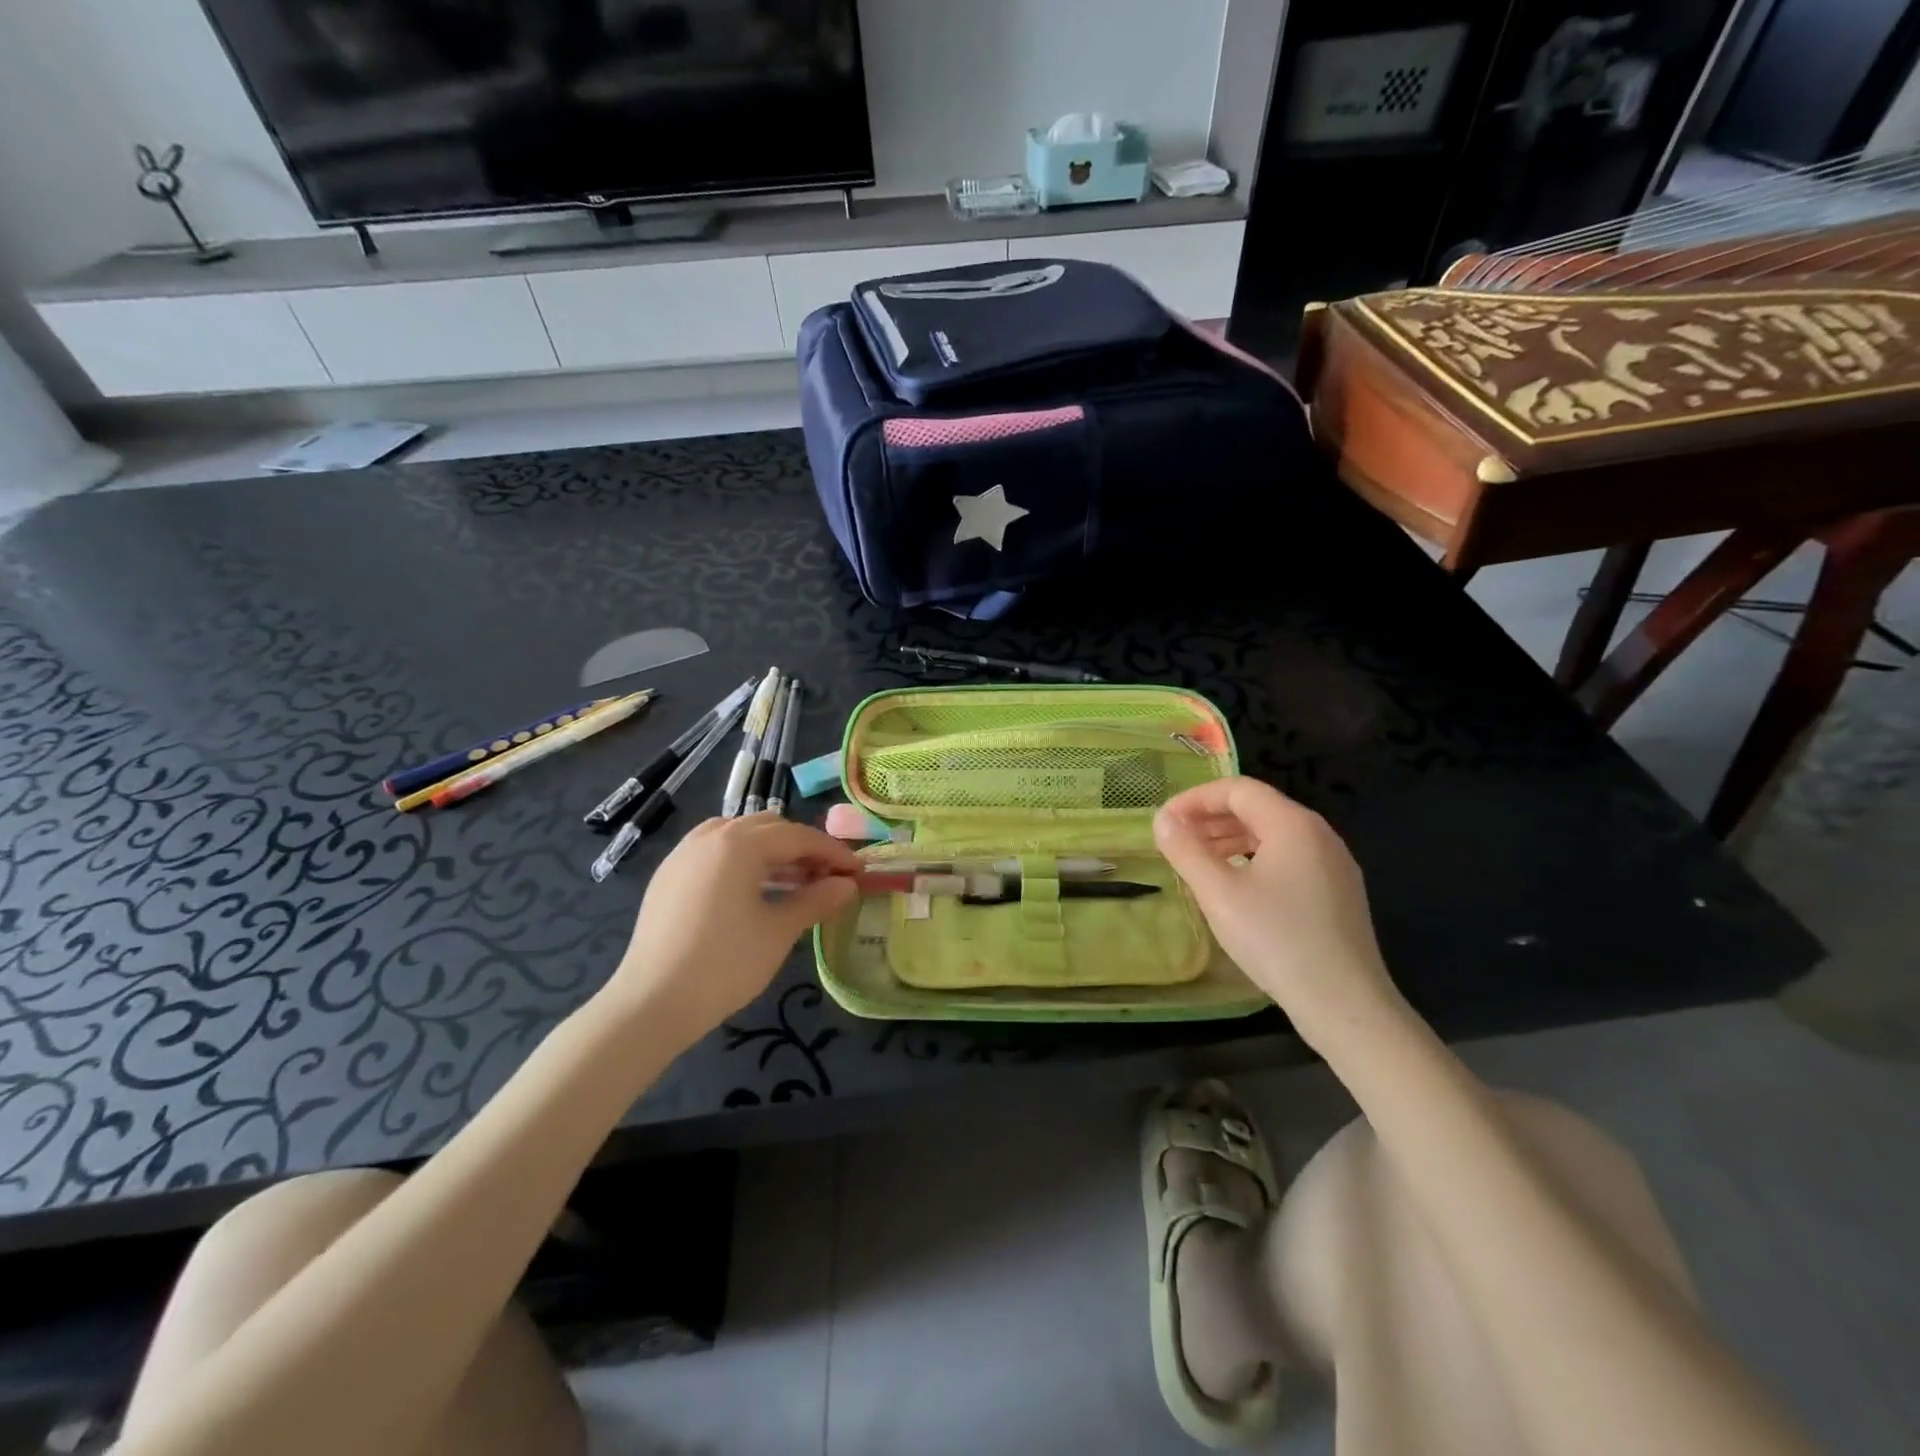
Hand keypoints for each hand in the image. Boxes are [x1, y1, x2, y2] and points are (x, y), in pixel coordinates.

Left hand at [606, 814, 860, 1039]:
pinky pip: (715, 851)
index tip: (858, 871)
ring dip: (772, 851)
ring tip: (794, 882)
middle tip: (828, 877)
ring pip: (739, 835)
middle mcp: (710, 836)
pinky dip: (743, 860)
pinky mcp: (669, 875)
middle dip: (803, 848)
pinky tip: (754, 889)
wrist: (651, 1003)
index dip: (832, 853)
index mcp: (739, 843)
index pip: (798, 837)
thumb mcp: (779, 931)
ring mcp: (684, 853)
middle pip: (769, 828)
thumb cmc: (725, 964)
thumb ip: (817, 900)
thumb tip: (848, 885)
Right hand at [1154, 777, 1406, 1052]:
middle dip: (1211, 818)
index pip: (1237, 789)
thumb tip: (1163, 819)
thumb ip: (1186, 850)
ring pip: (1273, 834)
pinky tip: (1236, 887)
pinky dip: (1254, 858)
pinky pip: (1289, 857)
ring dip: (1231, 839)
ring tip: (1200, 863)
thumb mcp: (1218, 893)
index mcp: (1292, 824)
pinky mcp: (1338, 892)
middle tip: (1176, 842)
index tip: (1165, 823)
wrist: (1345, 1003)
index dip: (1195, 799)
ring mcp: (1334, 863)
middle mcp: (1319, 834)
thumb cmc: (1276, 939)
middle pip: (1257, 808)